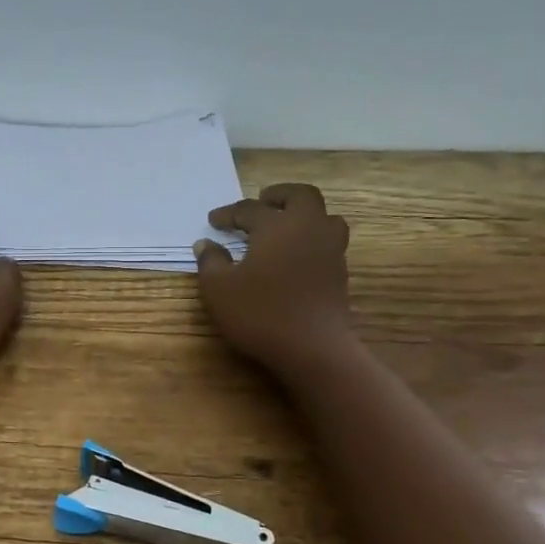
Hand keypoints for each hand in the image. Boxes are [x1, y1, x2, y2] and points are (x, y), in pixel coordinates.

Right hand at [194, 183, 352, 376]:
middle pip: (301, 196)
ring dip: (305, 214)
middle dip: (279, 195)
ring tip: (287, 225)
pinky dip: (313, 239)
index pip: (249, 209)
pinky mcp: (339, 272)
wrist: (313, 348)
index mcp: (276, 226)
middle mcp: (307, 228)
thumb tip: (205, 244)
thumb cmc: (260, 313)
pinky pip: (329, 242)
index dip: (228, 214)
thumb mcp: (219, 289)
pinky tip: (297, 255)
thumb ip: (210, 262)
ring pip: (325, 217)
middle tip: (262, 202)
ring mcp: (329, 250)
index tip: (213, 221)